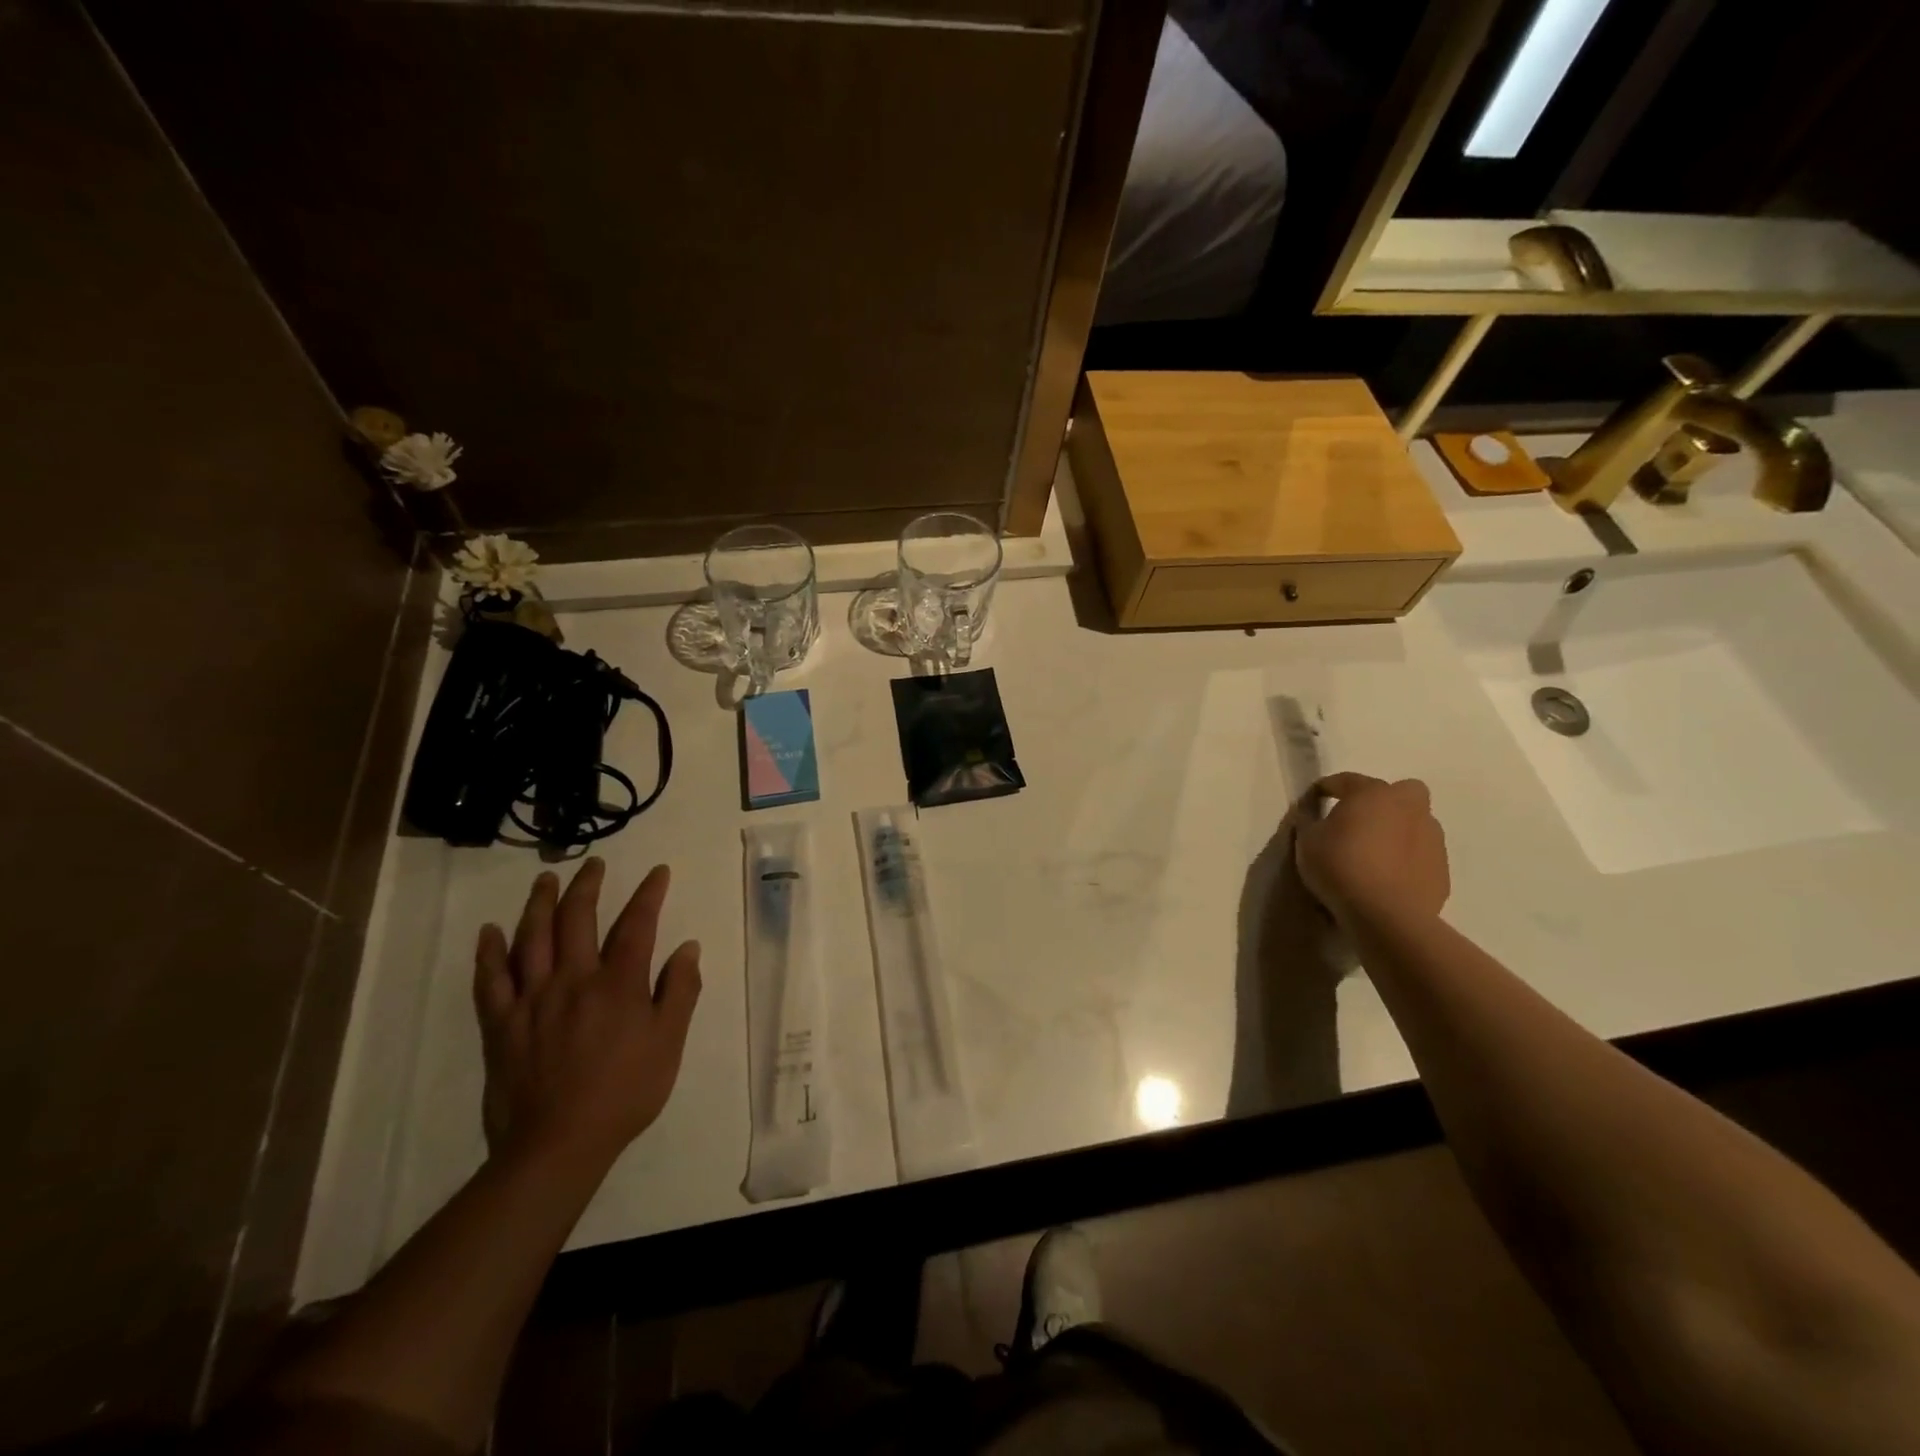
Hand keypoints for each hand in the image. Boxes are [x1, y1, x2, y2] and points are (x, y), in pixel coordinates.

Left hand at [474, 858, 701, 1169]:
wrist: (557, 1145)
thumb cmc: (625, 1093)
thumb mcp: (669, 1043)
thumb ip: (679, 991)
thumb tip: (687, 947)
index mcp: (618, 984)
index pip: (636, 924)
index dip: (649, 894)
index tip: (657, 872)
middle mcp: (573, 980)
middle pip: (578, 919)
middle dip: (587, 886)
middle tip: (593, 865)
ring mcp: (532, 999)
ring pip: (532, 938)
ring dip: (539, 903)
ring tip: (546, 880)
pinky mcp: (501, 1024)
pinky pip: (490, 980)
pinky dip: (489, 952)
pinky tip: (490, 931)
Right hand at [1295, 773, 1449, 929]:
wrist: (1386, 914)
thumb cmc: (1340, 866)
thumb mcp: (1307, 842)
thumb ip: (1308, 822)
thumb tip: (1309, 814)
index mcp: (1373, 793)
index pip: (1345, 780)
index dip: (1326, 788)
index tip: (1312, 800)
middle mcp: (1409, 808)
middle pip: (1400, 792)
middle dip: (1382, 802)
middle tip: (1360, 822)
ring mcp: (1432, 838)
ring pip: (1415, 824)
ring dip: (1396, 831)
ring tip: (1373, 855)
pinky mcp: (1441, 869)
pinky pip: (1420, 855)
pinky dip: (1406, 860)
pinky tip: (1387, 878)